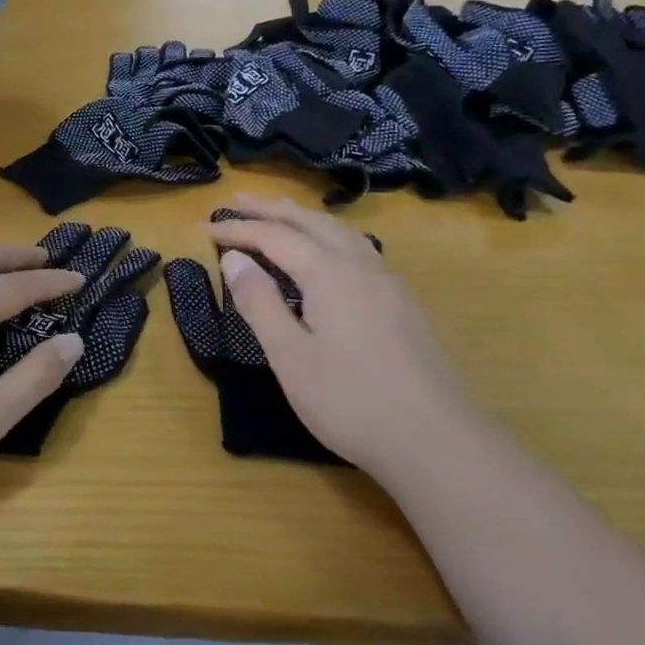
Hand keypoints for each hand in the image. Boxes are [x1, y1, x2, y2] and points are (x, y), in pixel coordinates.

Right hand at [209, 195, 475, 479]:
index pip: (274, 237)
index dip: (238, 230)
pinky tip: (330, 252)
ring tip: (280, 213)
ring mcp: (389, 283)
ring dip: (304, 218)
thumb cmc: (351, 400)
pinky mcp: (404, 304)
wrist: (438, 443)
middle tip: (237, 201)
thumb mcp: (289, 355)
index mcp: (329, 273)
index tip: (205, 229)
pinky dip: (331, 235)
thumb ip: (259, 302)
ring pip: (341, 232)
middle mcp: (360, 266)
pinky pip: (360, 248)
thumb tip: (234, 259)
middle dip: (271, 210)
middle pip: (310, 222)